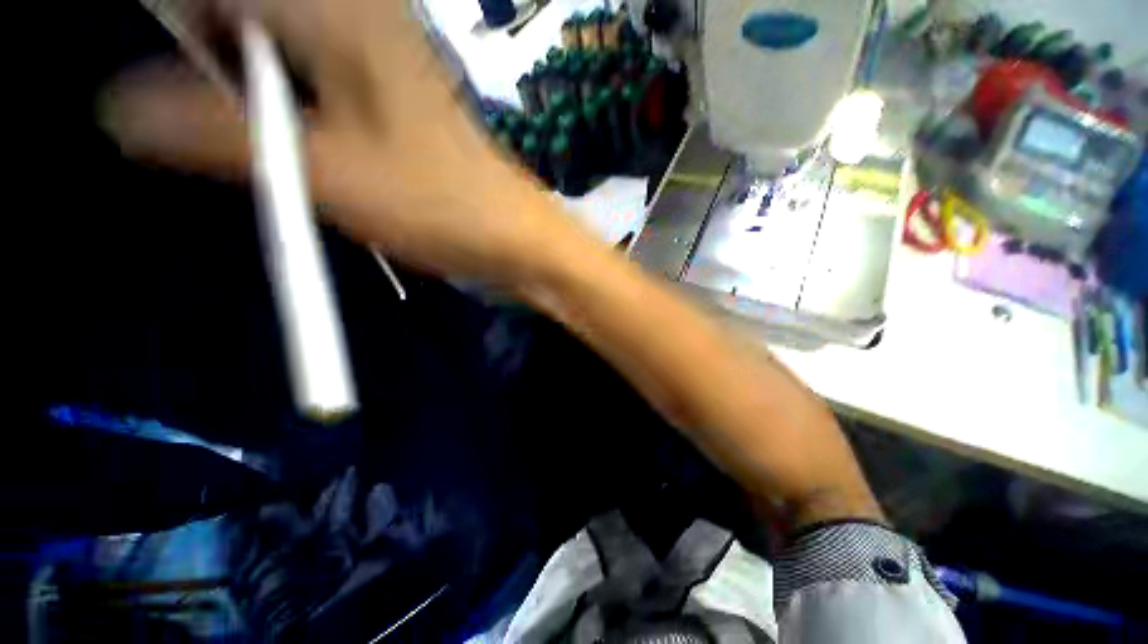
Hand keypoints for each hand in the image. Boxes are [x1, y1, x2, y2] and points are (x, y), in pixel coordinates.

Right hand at [102, 0, 578, 281]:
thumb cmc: (439, 205)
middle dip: (199, 44)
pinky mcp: (391, 98)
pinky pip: (309, 72)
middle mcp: (359, 16)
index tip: (151, 76)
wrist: (511, 235)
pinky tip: (275, 133)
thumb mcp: (326, 170)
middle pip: (244, 9)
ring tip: (224, 128)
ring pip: (274, 39)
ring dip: (235, 74)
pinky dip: (275, 94)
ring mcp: (378, 57)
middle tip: (179, 111)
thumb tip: (117, 107)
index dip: (172, 17)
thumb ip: (216, 130)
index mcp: (338, 11)